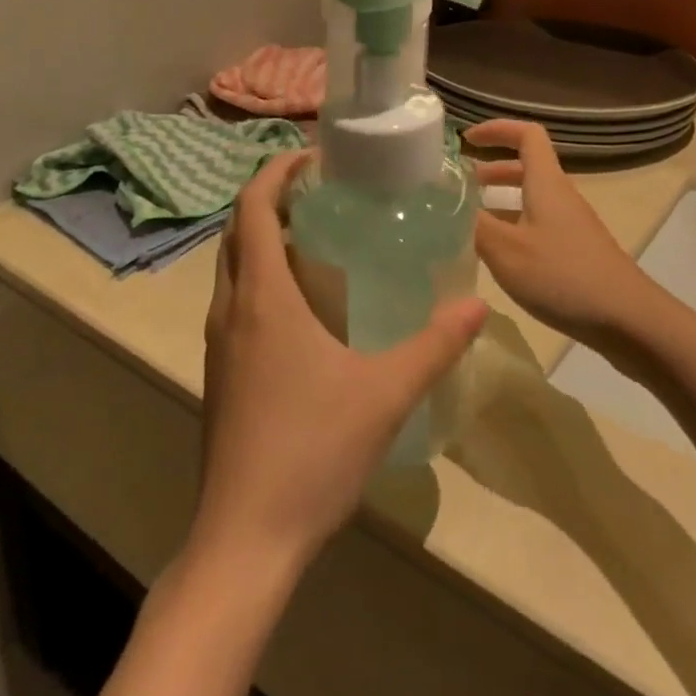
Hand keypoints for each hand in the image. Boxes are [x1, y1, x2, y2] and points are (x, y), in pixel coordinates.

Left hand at [195, 151, 488, 576]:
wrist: (245, 539)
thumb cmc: (311, 452)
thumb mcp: (386, 393)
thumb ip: (435, 346)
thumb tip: (477, 306)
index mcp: (262, 297)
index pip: (252, 207)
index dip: (276, 170)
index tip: (314, 156)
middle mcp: (230, 309)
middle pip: (238, 230)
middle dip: (273, 198)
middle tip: (324, 190)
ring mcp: (218, 343)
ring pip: (233, 266)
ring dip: (264, 238)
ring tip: (318, 235)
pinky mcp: (221, 372)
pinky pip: (236, 301)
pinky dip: (261, 276)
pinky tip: (305, 304)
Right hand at [465, 119, 660, 349]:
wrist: (629, 320)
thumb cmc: (563, 276)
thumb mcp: (506, 250)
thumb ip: (472, 225)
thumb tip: (443, 204)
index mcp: (546, 184)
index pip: (527, 135)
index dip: (497, 129)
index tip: (467, 140)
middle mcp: (560, 197)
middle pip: (527, 168)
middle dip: (491, 170)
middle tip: (459, 187)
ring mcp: (571, 227)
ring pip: (531, 201)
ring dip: (500, 203)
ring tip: (468, 223)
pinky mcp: (576, 254)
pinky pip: (537, 227)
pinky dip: (513, 230)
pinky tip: (496, 258)